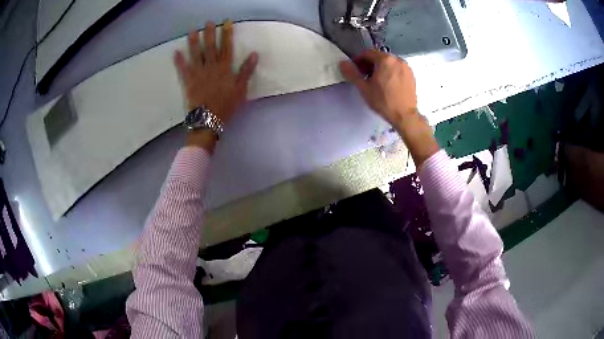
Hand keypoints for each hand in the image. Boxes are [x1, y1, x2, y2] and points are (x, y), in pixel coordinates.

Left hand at [174, 20, 257, 150]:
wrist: (208, 120)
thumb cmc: (226, 106)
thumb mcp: (241, 89)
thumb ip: (246, 71)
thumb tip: (254, 54)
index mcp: (225, 68)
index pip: (226, 47)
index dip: (227, 34)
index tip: (226, 23)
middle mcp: (211, 67)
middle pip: (210, 47)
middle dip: (210, 33)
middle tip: (208, 22)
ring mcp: (198, 73)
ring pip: (196, 54)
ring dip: (193, 42)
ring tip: (192, 31)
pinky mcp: (188, 82)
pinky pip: (183, 69)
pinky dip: (179, 61)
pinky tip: (176, 52)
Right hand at [339, 50, 438, 165]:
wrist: (405, 116)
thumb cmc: (384, 102)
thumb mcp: (364, 88)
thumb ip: (352, 73)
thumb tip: (343, 63)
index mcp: (385, 60)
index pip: (367, 53)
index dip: (358, 60)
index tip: (355, 69)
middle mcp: (397, 60)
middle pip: (378, 57)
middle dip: (369, 64)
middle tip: (363, 76)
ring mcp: (406, 67)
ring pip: (388, 63)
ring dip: (380, 68)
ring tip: (375, 81)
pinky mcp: (411, 75)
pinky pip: (397, 69)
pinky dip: (390, 72)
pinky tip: (387, 84)